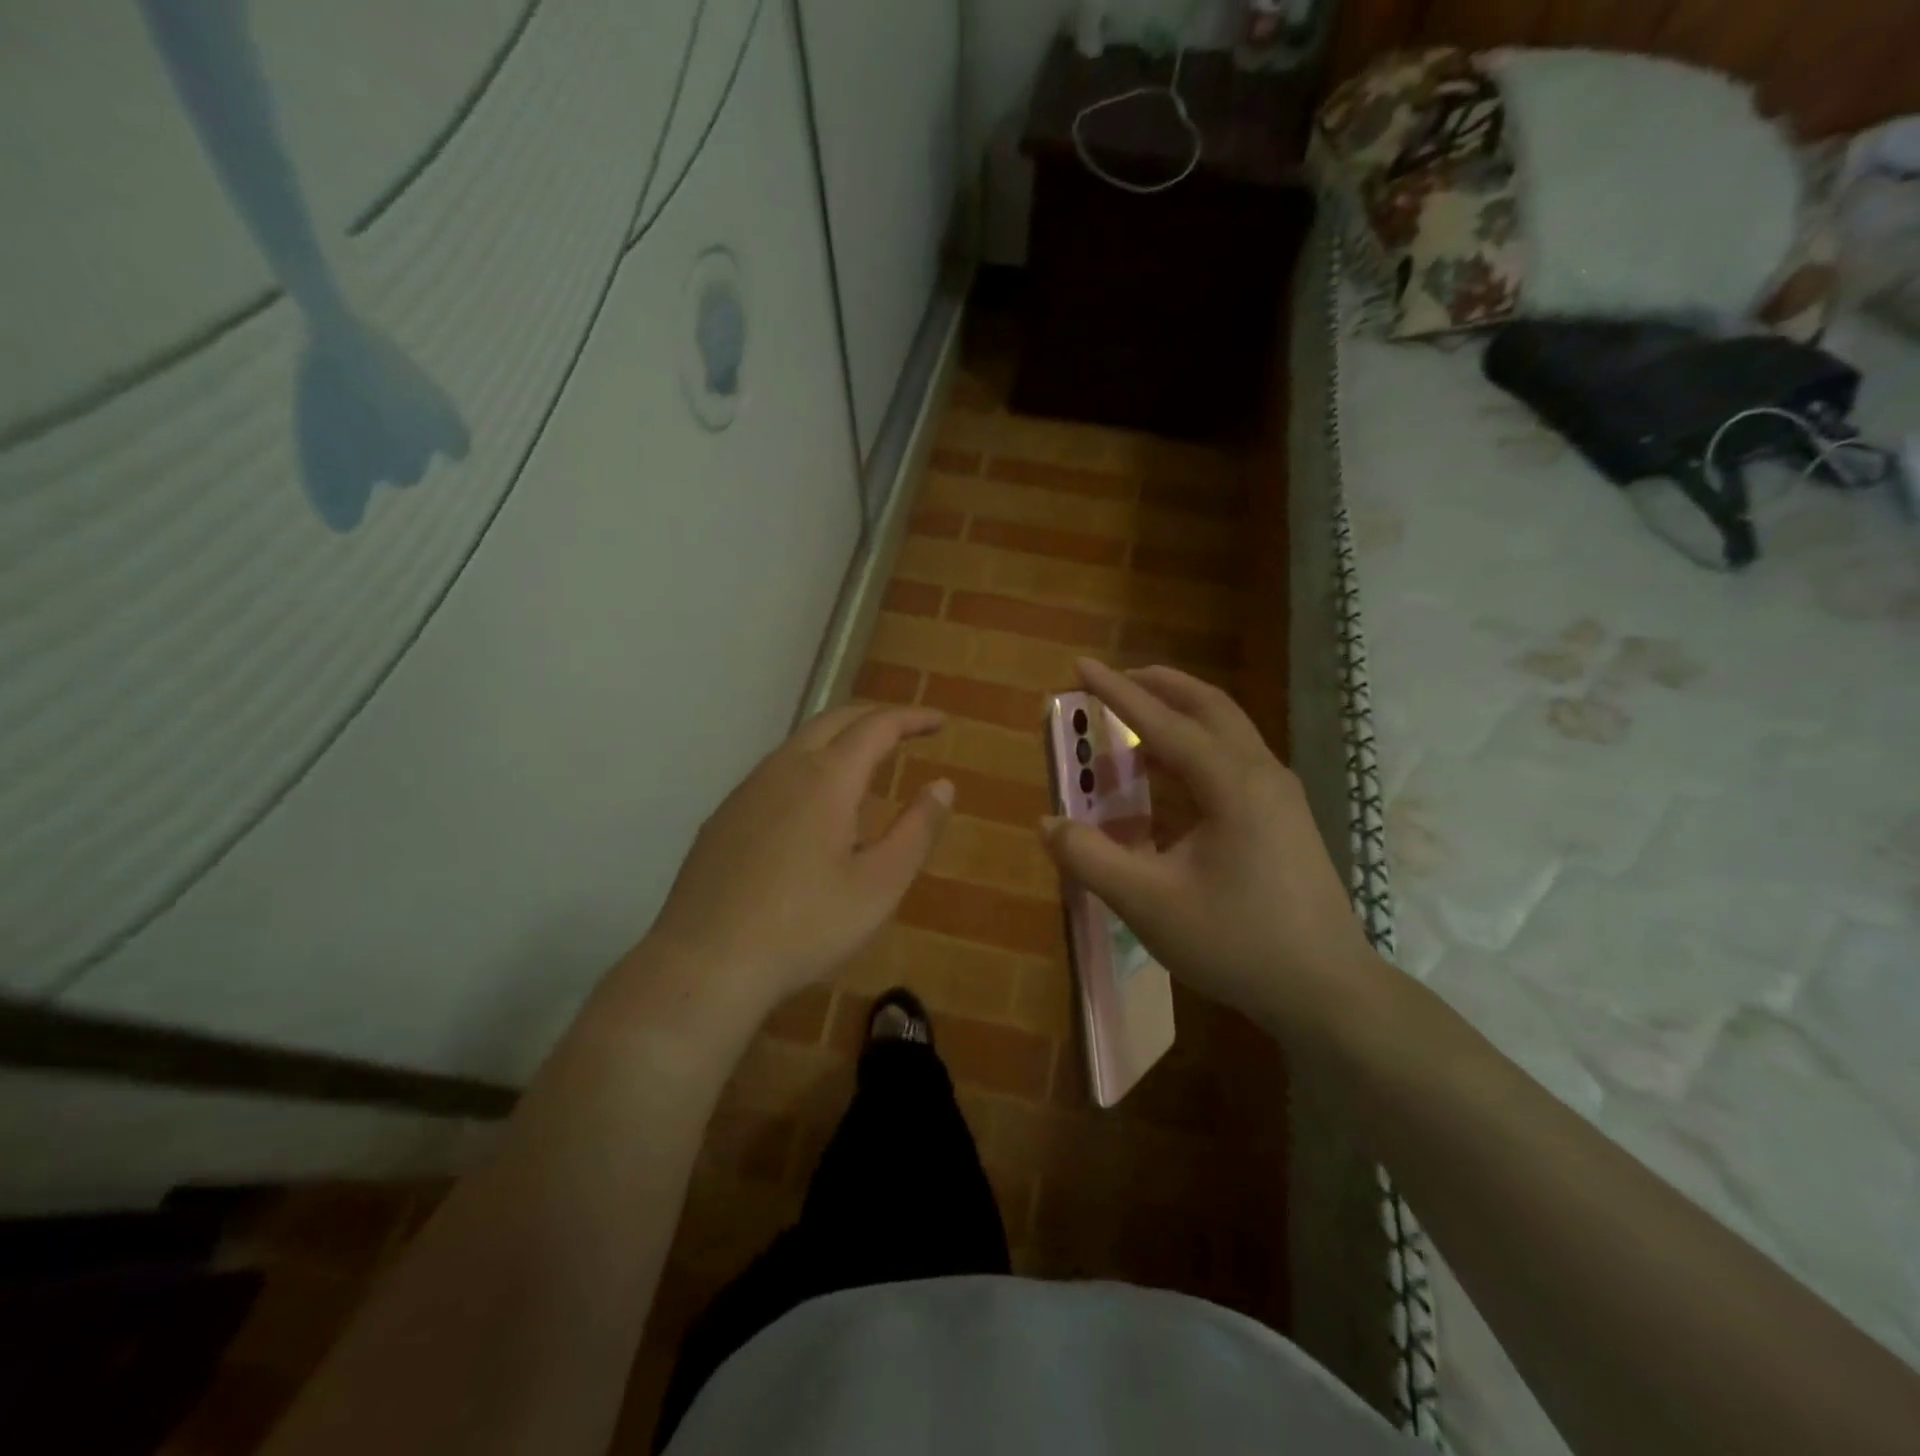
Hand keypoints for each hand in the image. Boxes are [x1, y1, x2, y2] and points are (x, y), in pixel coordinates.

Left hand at [639, 704, 952, 1028]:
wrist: (705, 962)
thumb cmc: (805, 926)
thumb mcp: (879, 885)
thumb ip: (917, 830)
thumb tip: (943, 785)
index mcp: (827, 778)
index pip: (877, 726)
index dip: (912, 718)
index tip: (940, 721)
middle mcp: (784, 768)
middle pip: (835, 718)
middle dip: (876, 716)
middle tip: (908, 729)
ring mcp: (747, 790)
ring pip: (800, 742)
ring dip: (840, 737)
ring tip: (867, 760)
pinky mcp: (724, 816)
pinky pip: (776, 770)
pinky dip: (810, 764)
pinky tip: (814, 802)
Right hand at [1039, 660, 1381, 1043]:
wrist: (1328, 991)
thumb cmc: (1237, 943)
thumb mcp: (1149, 904)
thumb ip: (1091, 859)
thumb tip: (1049, 823)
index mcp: (1232, 783)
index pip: (1163, 722)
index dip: (1116, 692)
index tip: (1079, 665)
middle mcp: (1261, 773)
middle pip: (1208, 707)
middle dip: (1159, 686)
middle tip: (1115, 680)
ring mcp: (1280, 795)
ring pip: (1226, 732)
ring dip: (1179, 717)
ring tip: (1134, 724)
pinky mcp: (1284, 818)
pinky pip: (1232, 763)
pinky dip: (1194, 753)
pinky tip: (1167, 782)